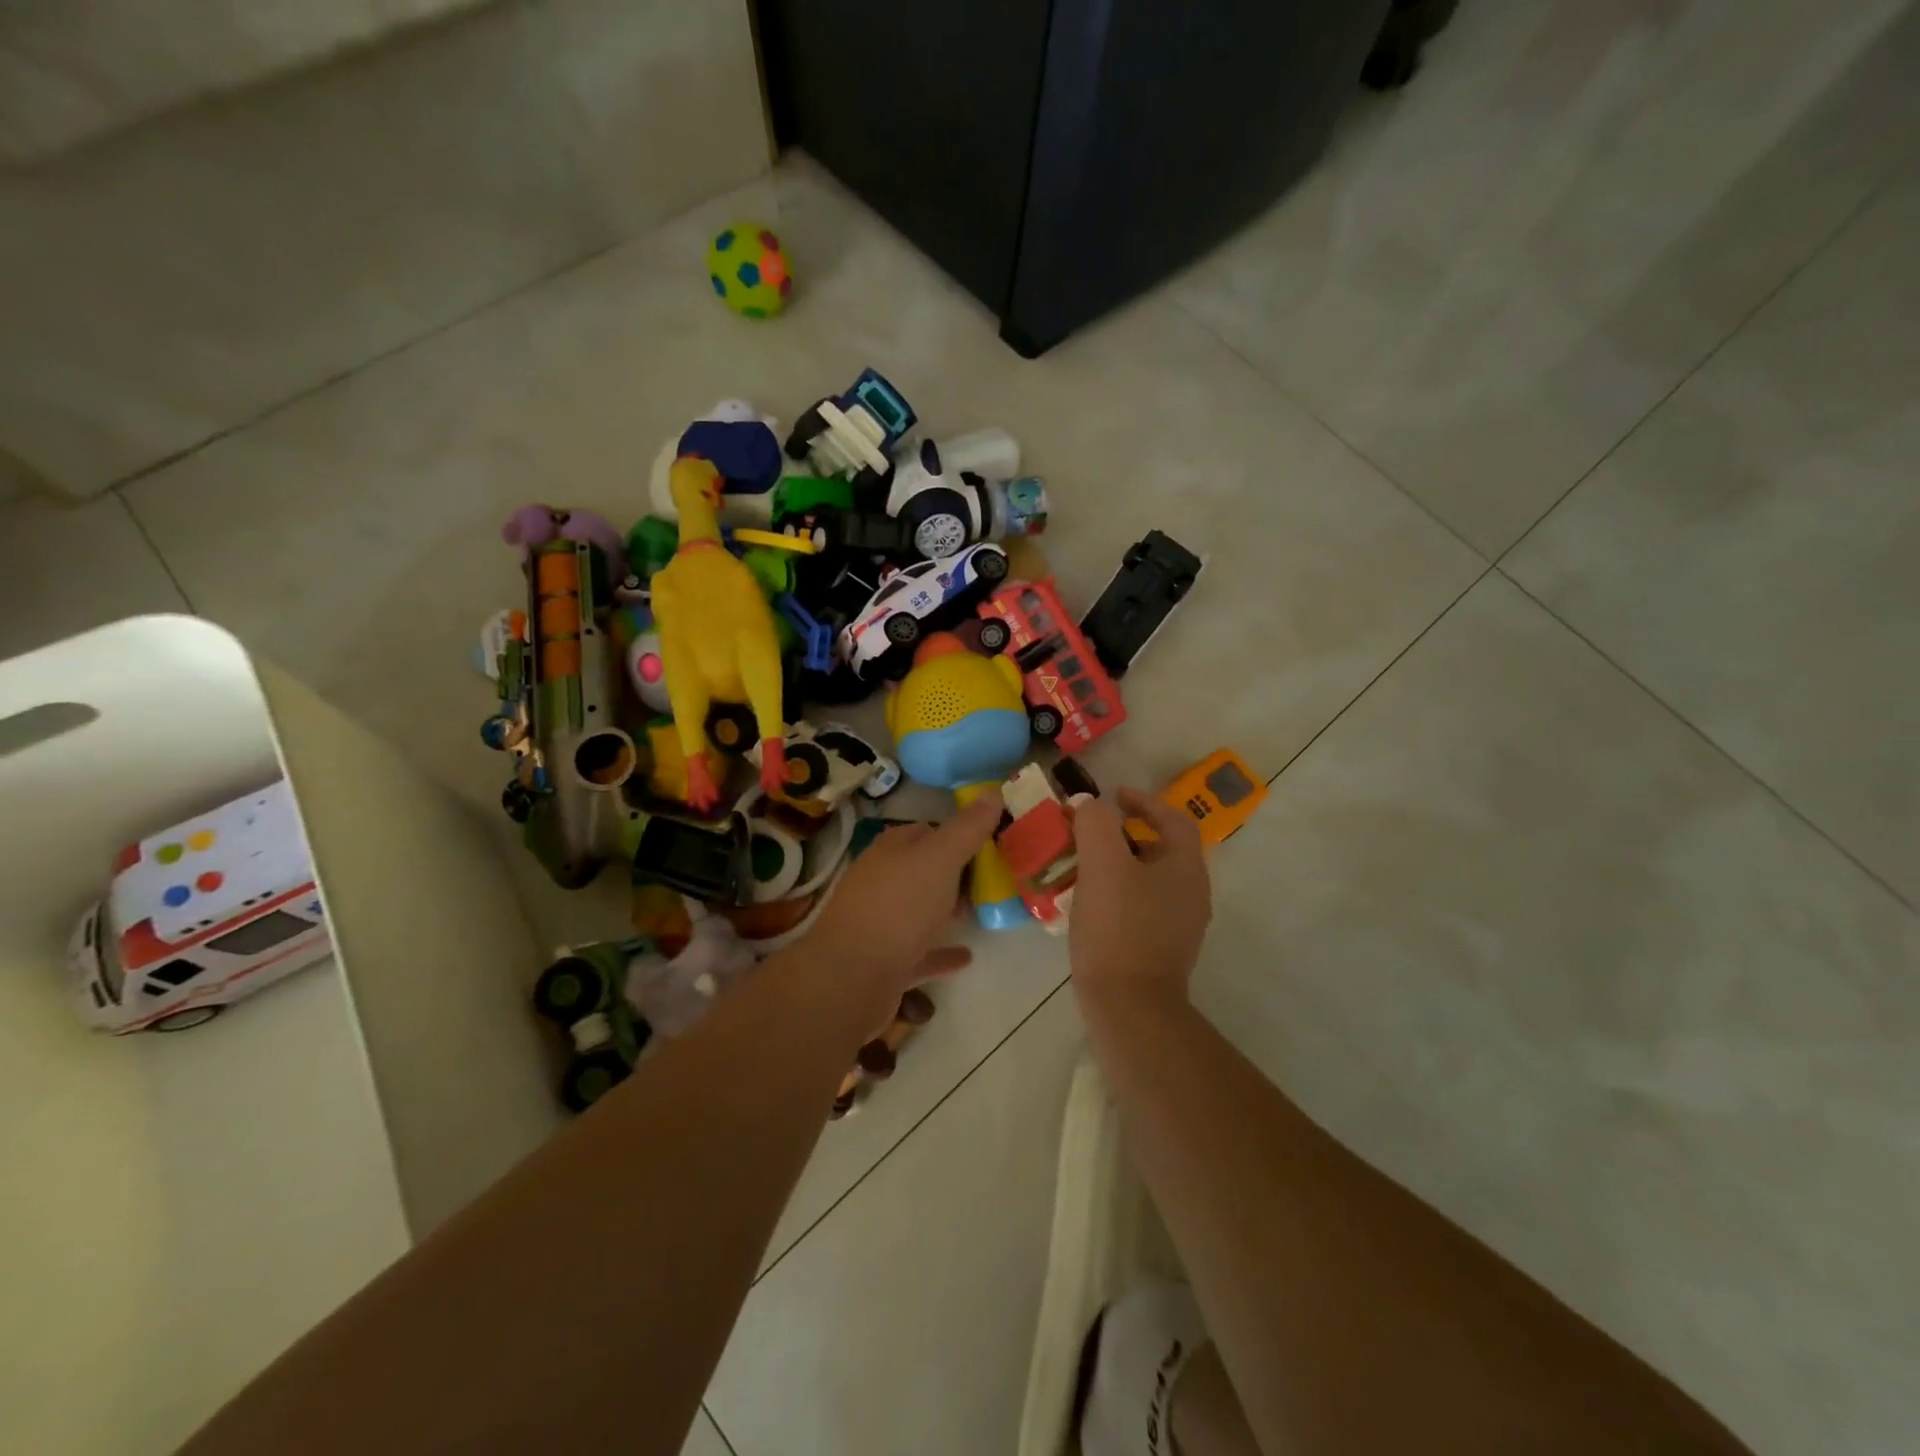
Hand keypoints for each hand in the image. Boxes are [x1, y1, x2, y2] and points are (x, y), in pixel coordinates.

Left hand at [801, 791, 1004, 1009]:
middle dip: (955, 872)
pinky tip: (966, 956)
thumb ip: (968, 828)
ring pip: (919, 910)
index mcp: (891, 850)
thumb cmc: (899, 906)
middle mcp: (881, 881)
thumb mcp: (940, 858)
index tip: (992, 842)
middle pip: (923, 870)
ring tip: (983, 910)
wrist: (851, 977)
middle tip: (995, 877)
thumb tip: (993, 792)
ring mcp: (879, 924)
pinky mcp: (883, 963)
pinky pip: (919, 953)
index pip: (927, 831)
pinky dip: (941, 951)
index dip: (959, 833)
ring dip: (946, 910)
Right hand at [1068, 789, 1210, 1011]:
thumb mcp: (1103, 865)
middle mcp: (1191, 894)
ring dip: (1119, 864)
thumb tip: (1089, 806)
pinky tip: (1089, 902)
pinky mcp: (1161, 949)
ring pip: (1149, 879)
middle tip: (1091, 831)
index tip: (1113, 796)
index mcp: (1186, 868)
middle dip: (1126, 834)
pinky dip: (1117, 892)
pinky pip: (1140, 906)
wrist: (1129, 1007)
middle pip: (1162, 848)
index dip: (1144, 801)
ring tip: (1083, 864)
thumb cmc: (1119, 929)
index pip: (1173, 820)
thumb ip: (1096, 824)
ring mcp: (1179, 925)